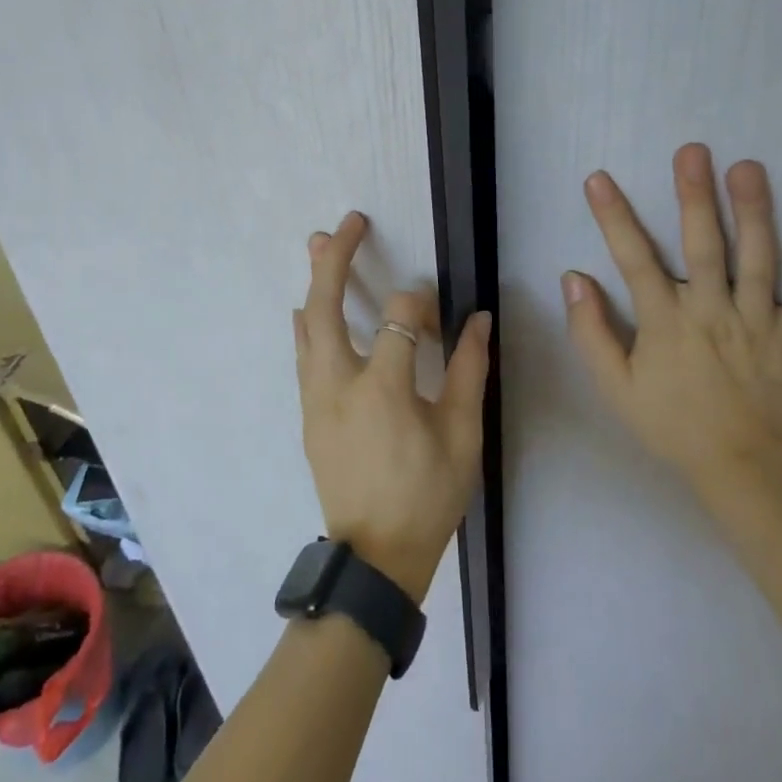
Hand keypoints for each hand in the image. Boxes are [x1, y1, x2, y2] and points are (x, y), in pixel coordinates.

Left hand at [294, 212, 491, 603]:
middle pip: (326, 307)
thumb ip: (468, 372)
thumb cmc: (427, 496)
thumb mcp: (461, 436)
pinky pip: (304, 354)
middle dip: (335, 260)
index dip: (423, 305)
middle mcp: (338, 384)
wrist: (375, 557)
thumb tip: (478, 319)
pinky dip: (309, 322)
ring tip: (320, 244)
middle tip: (346, 224)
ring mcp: (315, 399)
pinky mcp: (309, 413)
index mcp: (382, 389)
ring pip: (306, 327)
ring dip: (315, 283)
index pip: (401, 319)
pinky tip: (310, 308)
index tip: (442, 318)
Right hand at [563, 144, 781, 511]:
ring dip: (754, 211)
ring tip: (749, 168)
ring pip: (758, 259)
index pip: (634, 259)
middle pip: (703, 245)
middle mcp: (712, 312)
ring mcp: (760, 323)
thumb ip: (591, 334)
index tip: (599, 179)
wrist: (743, 469)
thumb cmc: (672, 425)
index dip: (614, 217)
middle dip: (695, 195)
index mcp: (666, 322)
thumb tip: (573, 280)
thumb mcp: (615, 388)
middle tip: (693, 151)